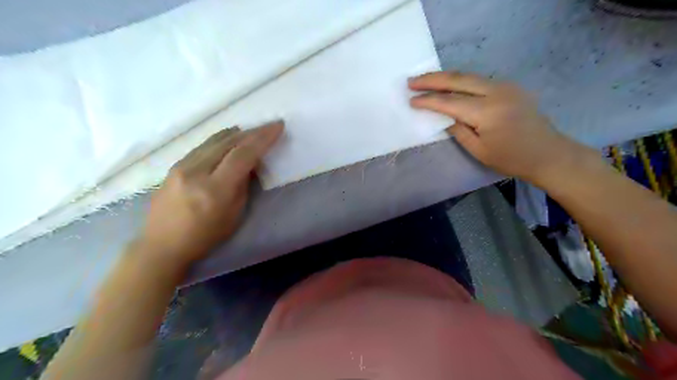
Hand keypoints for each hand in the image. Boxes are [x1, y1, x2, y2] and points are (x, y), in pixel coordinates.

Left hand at [136, 120, 284, 266]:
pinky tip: (229, 139)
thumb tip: (250, 164)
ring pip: (214, 140)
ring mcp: (181, 166)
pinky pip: (203, 146)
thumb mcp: (234, 215)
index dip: (262, 138)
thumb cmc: (205, 236)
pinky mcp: (174, 165)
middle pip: (228, 142)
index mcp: (215, 189)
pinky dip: (221, 140)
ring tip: (252, 131)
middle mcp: (195, 172)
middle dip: (252, 132)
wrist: (162, 244)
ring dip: (237, 134)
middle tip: (268, 126)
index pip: (243, 155)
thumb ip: (243, 186)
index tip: (277, 126)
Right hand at [409, 71, 583, 183]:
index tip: (411, 100)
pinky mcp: (509, 87)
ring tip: (425, 80)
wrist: (548, 153)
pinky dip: (459, 81)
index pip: (449, 102)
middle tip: (411, 81)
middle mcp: (496, 91)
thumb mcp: (479, 150)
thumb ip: (458, 131)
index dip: (428, 100)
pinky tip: (449, 85)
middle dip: (432, 79)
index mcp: (487, 112)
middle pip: (458, 79)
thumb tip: (444, 117)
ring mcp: (505, 86)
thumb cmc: (511, 158)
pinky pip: (478, 80)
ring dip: (445, 77)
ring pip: (468, 76)